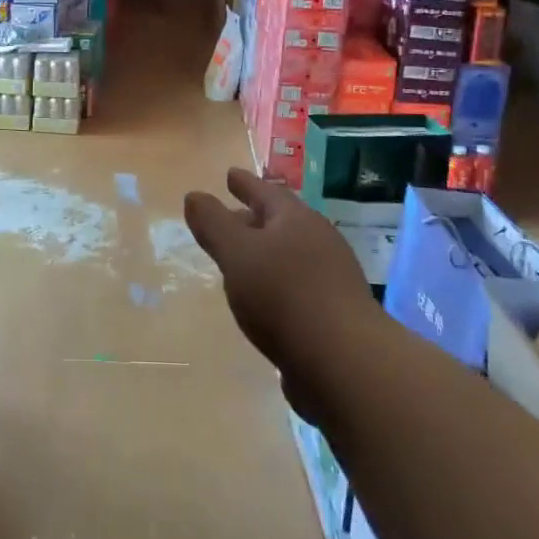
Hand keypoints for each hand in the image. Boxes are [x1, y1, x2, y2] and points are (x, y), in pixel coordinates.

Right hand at [185, 169, 373, 372]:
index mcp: (296, 220)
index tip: (229, 174)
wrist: (344, 363)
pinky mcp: (334, 313)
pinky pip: (297, 285)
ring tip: (242, 259)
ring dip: (265, 252)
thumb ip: (213, 223)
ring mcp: (331, 278)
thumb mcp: (236, 253)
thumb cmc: (283, 296)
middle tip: (231, 216)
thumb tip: (194, 195)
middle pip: (281, 221)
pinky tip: (263, 299)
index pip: (266, 191)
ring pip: (290, 254)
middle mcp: (318, 241)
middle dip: (254, 217)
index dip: (245, 183)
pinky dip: (276, 282)